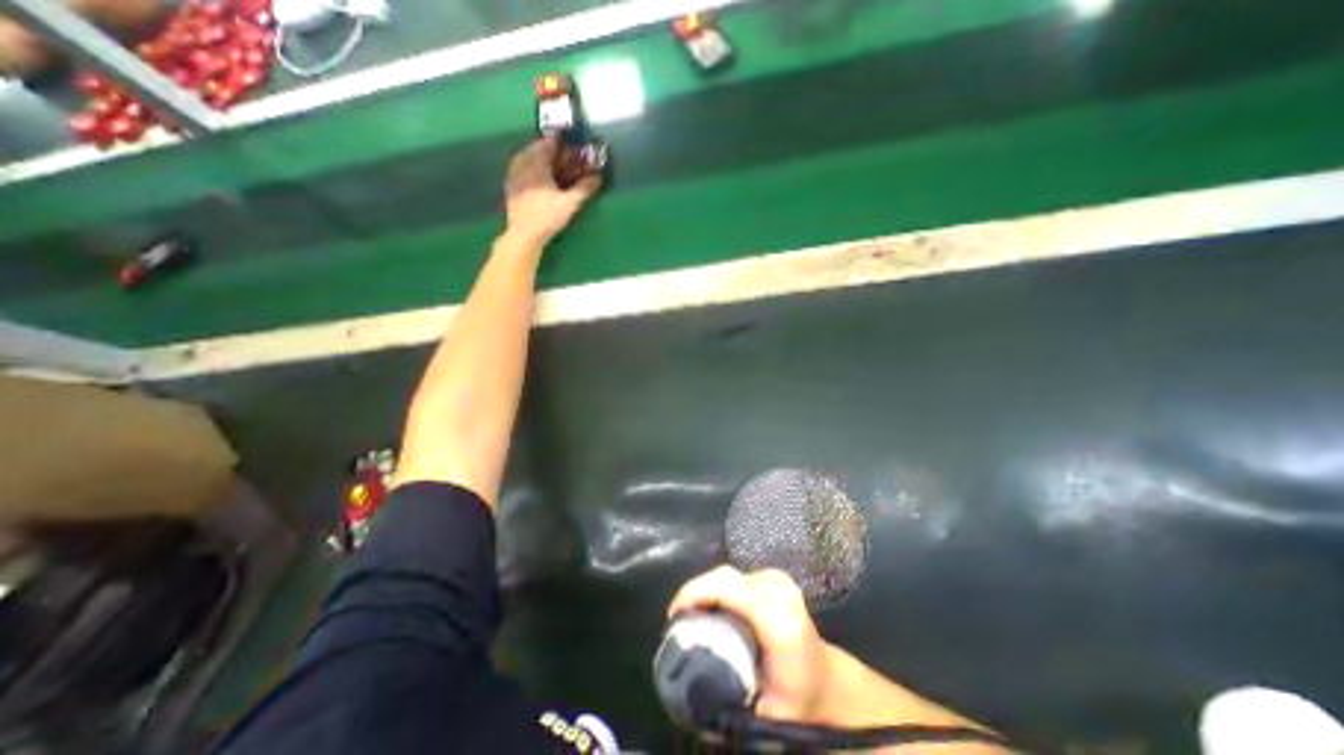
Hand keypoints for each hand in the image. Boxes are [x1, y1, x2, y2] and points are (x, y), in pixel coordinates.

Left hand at [503, 138, 603, 248]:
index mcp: (537, 164)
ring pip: (527, 157)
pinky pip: (520, 168)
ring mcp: (514, 174)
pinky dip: (531, 167)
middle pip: (537, 149)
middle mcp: (523, 164)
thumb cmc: (547, 217)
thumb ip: (584, 189)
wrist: (524, 234)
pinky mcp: (511, 186)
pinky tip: (537, 176)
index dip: (562, 143)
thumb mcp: (569, 203)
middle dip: (551, 150)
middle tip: (563, 154)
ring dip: (540, 158)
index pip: (549, 144)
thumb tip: (598, 177)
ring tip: (551, 163)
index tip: (572, 144)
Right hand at [665, 570, 836, 723]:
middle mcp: (780, 591)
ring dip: (704, 589)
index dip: (696, 594)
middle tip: (676, 618)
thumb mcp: (766, 712)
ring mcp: (778, 580)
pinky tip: (709, 606)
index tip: (673, 616)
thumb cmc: (798, 701)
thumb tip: (688, 687)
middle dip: (695, 591)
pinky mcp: (773, 577)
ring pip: (728, 573)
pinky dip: (717, 587)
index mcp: (780, 621)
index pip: (730, 590)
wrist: (828, 682)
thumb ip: (730, 698)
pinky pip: (736, 576)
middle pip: (725, 576)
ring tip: (689, 614)